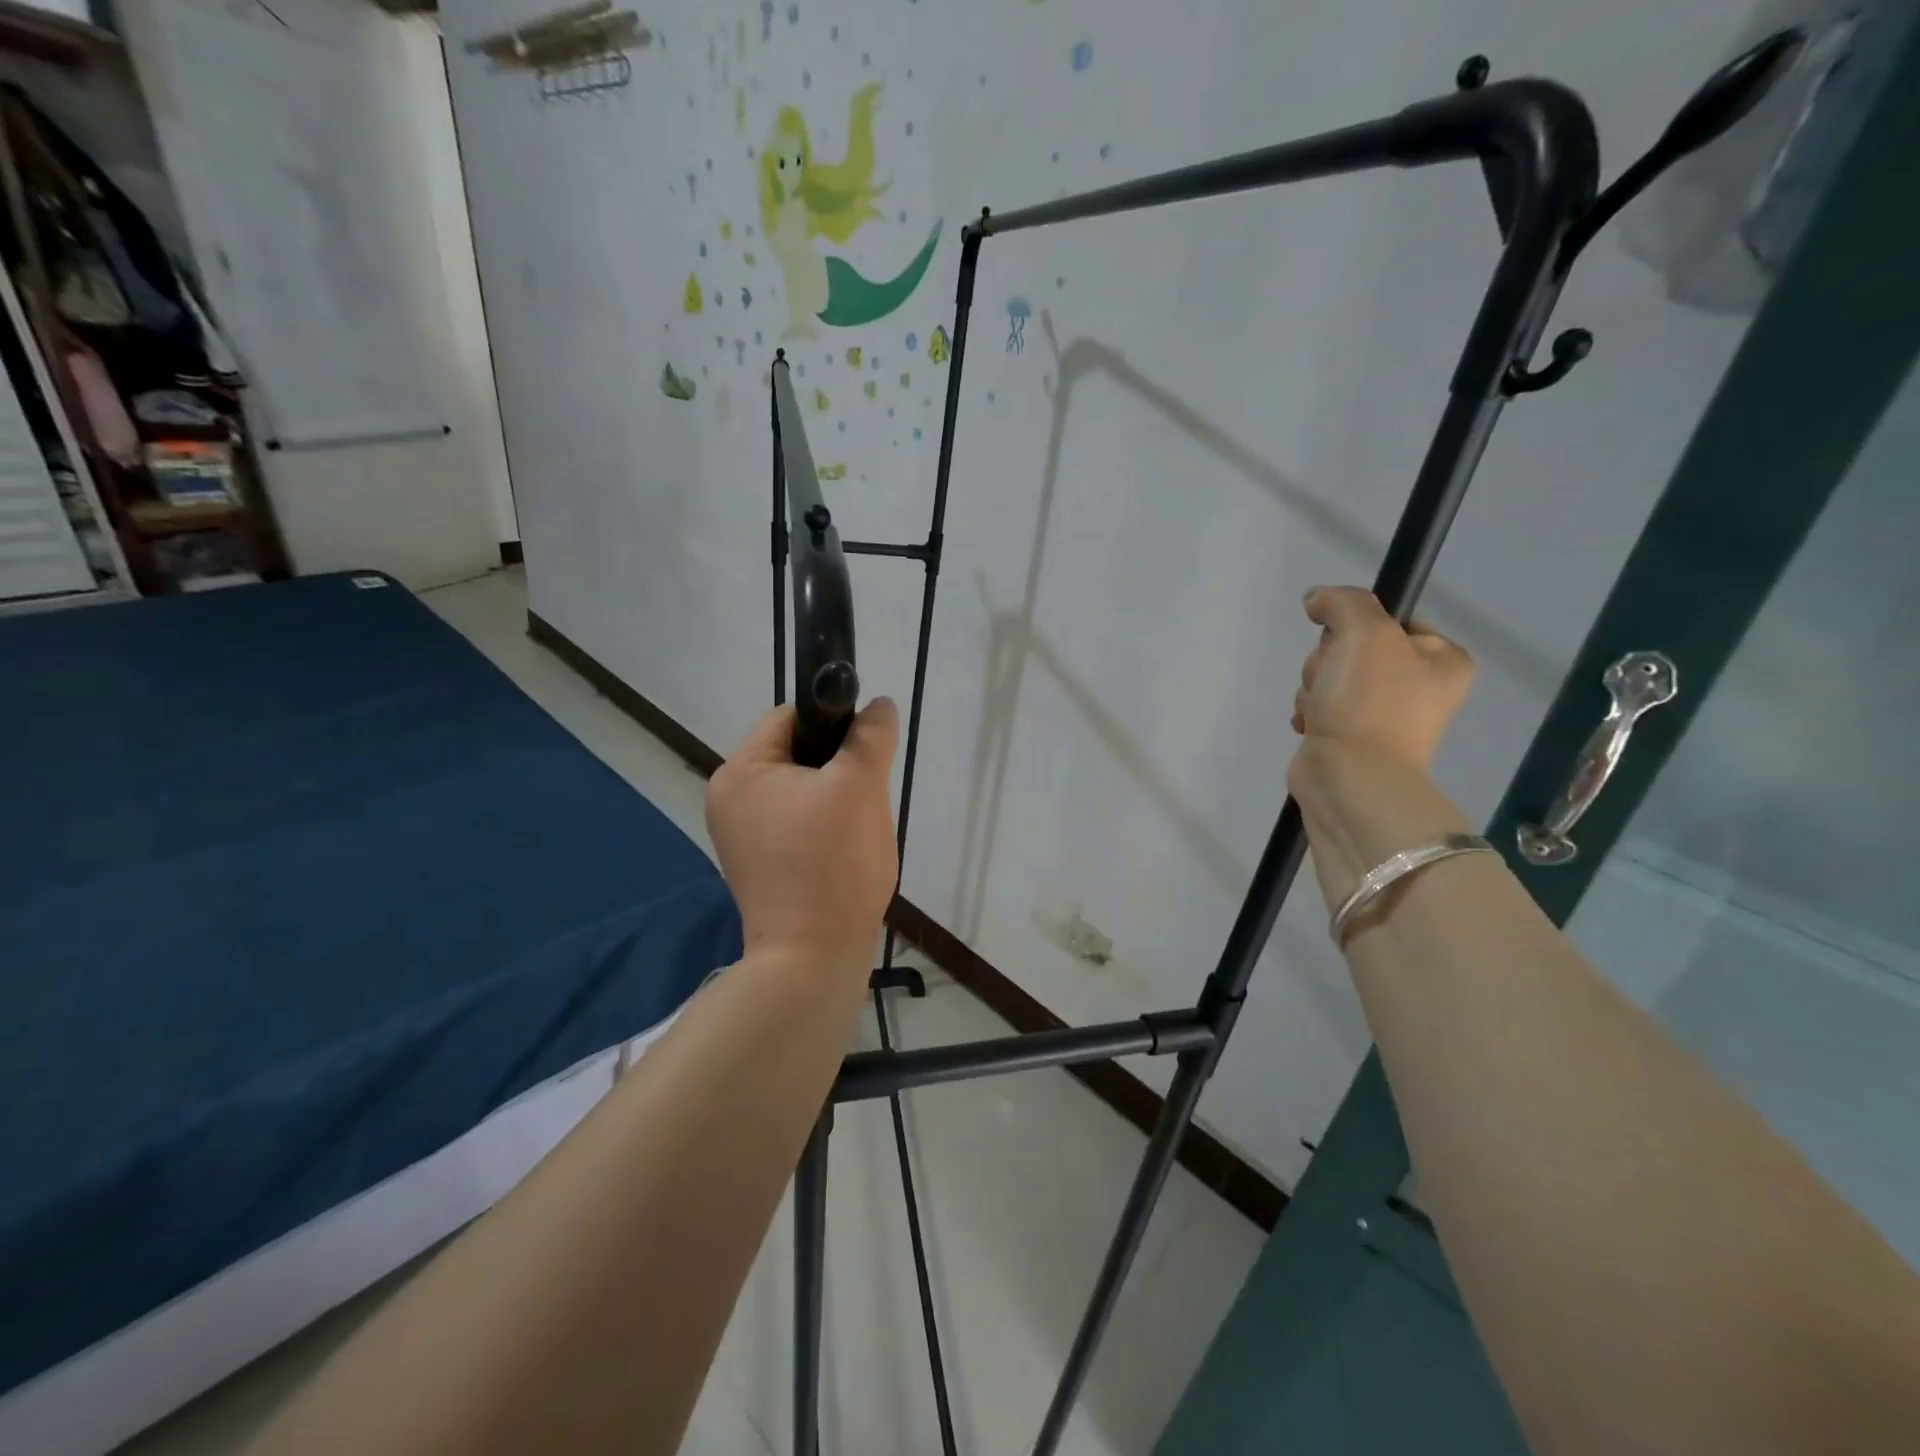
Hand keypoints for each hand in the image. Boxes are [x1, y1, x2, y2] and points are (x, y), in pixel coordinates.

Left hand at [706, 699, 900, 974]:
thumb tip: (879, 705)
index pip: (791, 717)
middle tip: (865, 799)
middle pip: (796, 755)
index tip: (866, 754)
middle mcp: (729, 799)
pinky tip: (844, 852)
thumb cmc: (834, 864)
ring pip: (802, 790)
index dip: (835, 724)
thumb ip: (870, 736)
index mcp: (740, 772)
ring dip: (835, 799)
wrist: (813, 959)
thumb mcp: (860, 787)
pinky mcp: (759, 864)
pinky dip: (823, 828)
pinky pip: (797, 824)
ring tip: (857, 831)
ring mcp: (741, 835)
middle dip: (838, 768)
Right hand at [1290, 586, 1472, 768]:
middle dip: (1328, 660)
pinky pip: (1319, 707)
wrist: (1349, 776)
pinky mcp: (1349, 738)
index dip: (1358, 625)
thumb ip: (1343, 602)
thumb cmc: (1369, 702)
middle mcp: (1419, 686)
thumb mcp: (1365, 632)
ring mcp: (1383, 715)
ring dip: (1315, 687)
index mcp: (1442, 660)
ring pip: (1330, 676)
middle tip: (1333, 680)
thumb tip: (1316, 599)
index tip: (1349, 641)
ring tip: (1321, 710)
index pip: (1391, 619)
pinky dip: (1309, 712)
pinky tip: (1311, 725)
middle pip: (1353, 647)